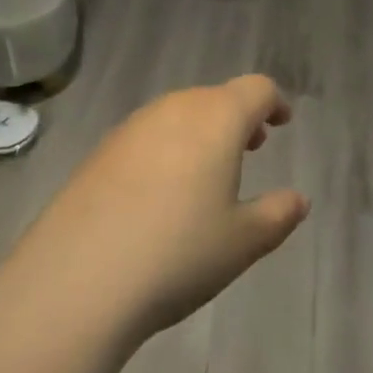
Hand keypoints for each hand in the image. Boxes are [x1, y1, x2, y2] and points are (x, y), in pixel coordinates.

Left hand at [1, 76, 309, 346]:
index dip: (274, 102)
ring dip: (201, 132)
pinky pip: (146, 137)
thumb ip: (278, 214)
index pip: (256, 89)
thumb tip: (299, 199)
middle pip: (215, 98)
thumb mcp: (242, 242)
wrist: (74, 283)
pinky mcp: (98, 153)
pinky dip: (166, 149)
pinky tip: (159, 194)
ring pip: (178, 115)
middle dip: (238, 118)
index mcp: (216, 119)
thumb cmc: (176, 254)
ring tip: (207, 172)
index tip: (282, 123)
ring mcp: (131, 128)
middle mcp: (174, 109)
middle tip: (252, 148)